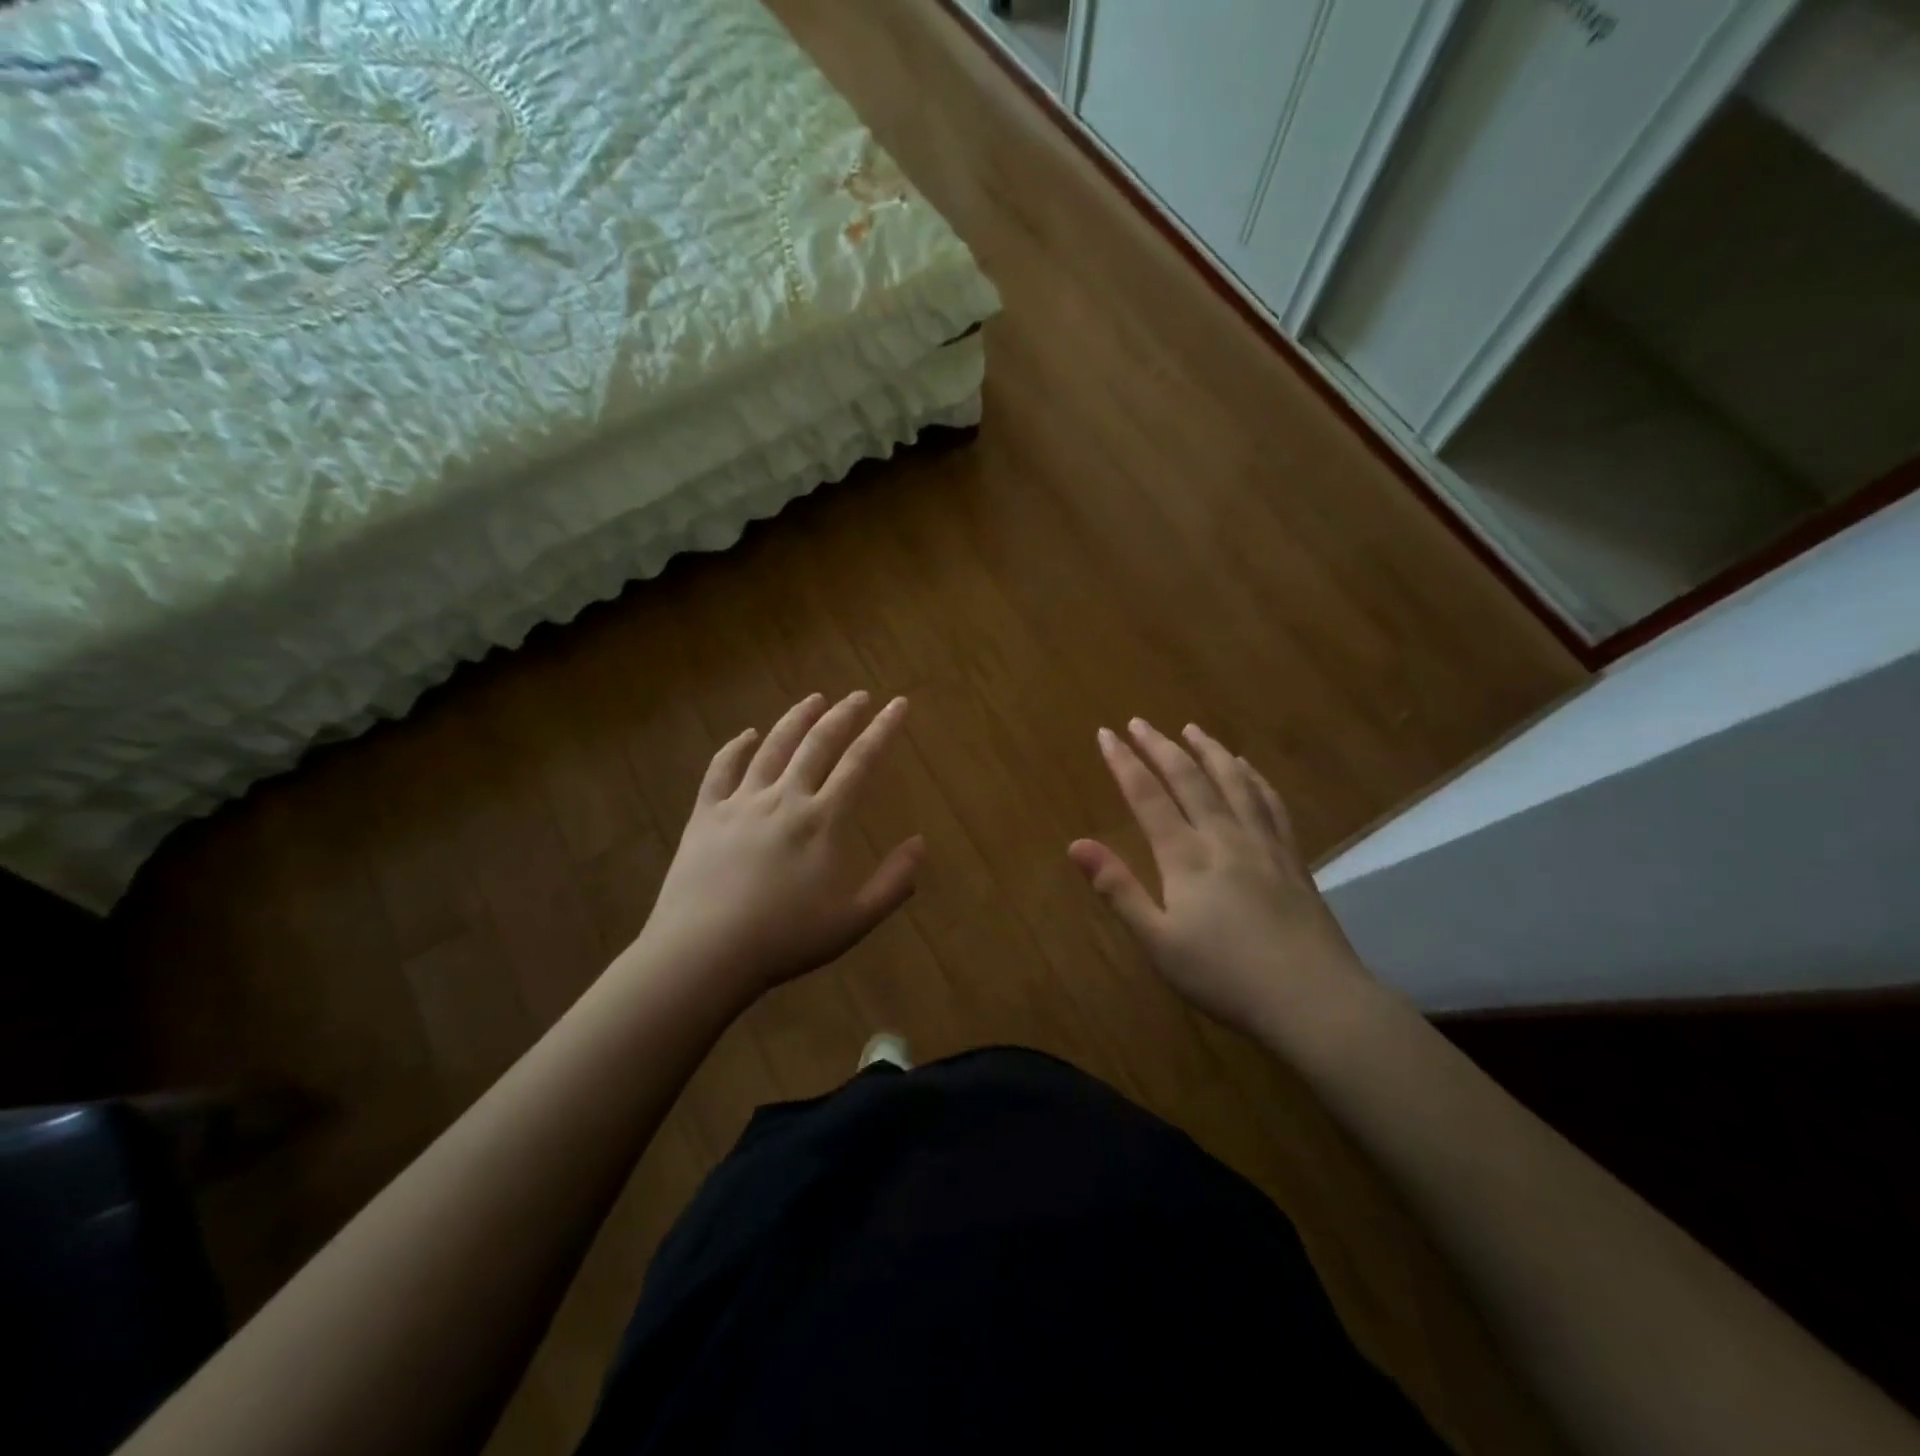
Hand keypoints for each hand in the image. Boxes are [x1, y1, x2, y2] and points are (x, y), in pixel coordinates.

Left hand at [634, 691, 923, 1005]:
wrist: (704, 953)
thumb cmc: (784, 940)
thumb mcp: (853, 921)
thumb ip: (893, 883)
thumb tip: (921, 844)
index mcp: (822, 821)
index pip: (860, 762)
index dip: (882, 730)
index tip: (898, 704)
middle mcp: (784, 799)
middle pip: (817, 744)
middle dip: (843, 715)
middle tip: (858, 696)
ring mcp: (741, 803)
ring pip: (772, 748)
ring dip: (796, 719)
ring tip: (814, 699)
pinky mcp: (706, 815)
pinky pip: (721, 770)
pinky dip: (736, 747)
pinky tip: (746, 735)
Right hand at [1069, 718, 1367, 1038]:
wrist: (1312, 999)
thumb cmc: (1224, 975)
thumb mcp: (1158, 941)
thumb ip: (1118, 889)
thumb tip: (1075, 844)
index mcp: (1186, 856)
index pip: (1147, 796)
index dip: (1124, 763)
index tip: (1106, 734)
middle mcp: (1224, 836)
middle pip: (1190, 779)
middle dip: (1161, 747)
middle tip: (1140, 722)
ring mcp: (1263, 844)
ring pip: (1234, 782)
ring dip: (1209, 751)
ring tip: (1192, 729)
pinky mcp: (1292, 858)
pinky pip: (1270, 803)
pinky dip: (1254, 778)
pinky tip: (1248, 769)